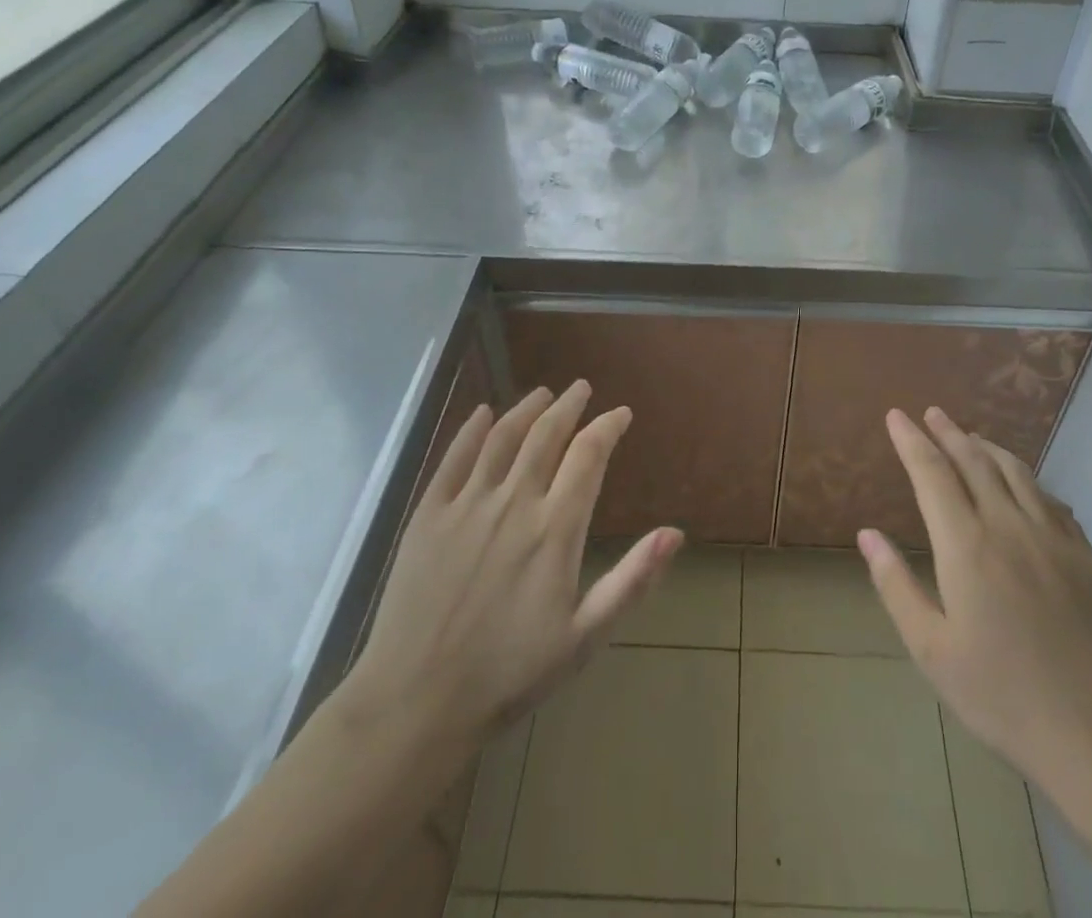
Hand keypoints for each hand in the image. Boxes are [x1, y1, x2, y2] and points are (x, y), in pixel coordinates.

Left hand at [344, 382, 681, 755]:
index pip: (588, 455)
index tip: (620, 413)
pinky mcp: (428, 514)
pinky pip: (453, 458)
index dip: (607, 427)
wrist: (416, 703)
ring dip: (526, 408)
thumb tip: (675, 533)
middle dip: (569, 406)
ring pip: (503, 437)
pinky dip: (471, 430)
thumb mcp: (584, 636)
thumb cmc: (509, 674)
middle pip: (546, 434)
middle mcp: (514, 502)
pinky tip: (482, 413)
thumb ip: (632, 579)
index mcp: (555, 529)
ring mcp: (467, 504)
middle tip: (581, 388)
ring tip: (543, 393)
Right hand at [858, 407, 1091, 808]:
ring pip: (1016, 472)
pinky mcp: (1086, 556)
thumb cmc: (1003, 697)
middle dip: (948, 432)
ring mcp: (1054, 538)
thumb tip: (867, 535)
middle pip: (974, 461)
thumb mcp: (932, 650)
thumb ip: (897, 586)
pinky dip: (1027, 480)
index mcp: (967, 545)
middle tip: (931, 413)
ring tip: (971, 436)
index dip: (911, 441)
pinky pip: (1050, 500)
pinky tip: (1024, 487)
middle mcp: (1009, 526)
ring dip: (987, 447)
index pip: (932, 473)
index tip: (896, 416)